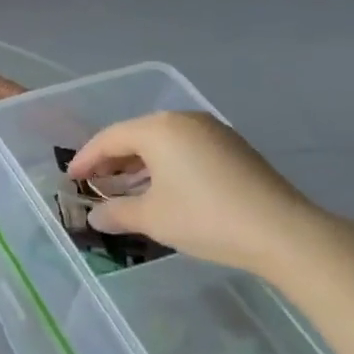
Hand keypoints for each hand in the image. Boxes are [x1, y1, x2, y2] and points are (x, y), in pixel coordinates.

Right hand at [68, 112, 342, 277]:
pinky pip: (185, 150)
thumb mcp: (152, 218)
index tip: (71, 178)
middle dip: (112, 160)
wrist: (283, 232)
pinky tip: (161, 189)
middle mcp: (185, 120)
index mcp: (159, 128)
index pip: (110, 138)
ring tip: (123, 189)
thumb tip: (95, 218)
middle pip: (136, 135)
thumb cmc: (205, 218)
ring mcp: (213, 132)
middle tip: (94, 183)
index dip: (86, 159)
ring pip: (162, 143)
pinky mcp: (234, 149)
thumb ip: (117, 213)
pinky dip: (165, 166)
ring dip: (139, 164)